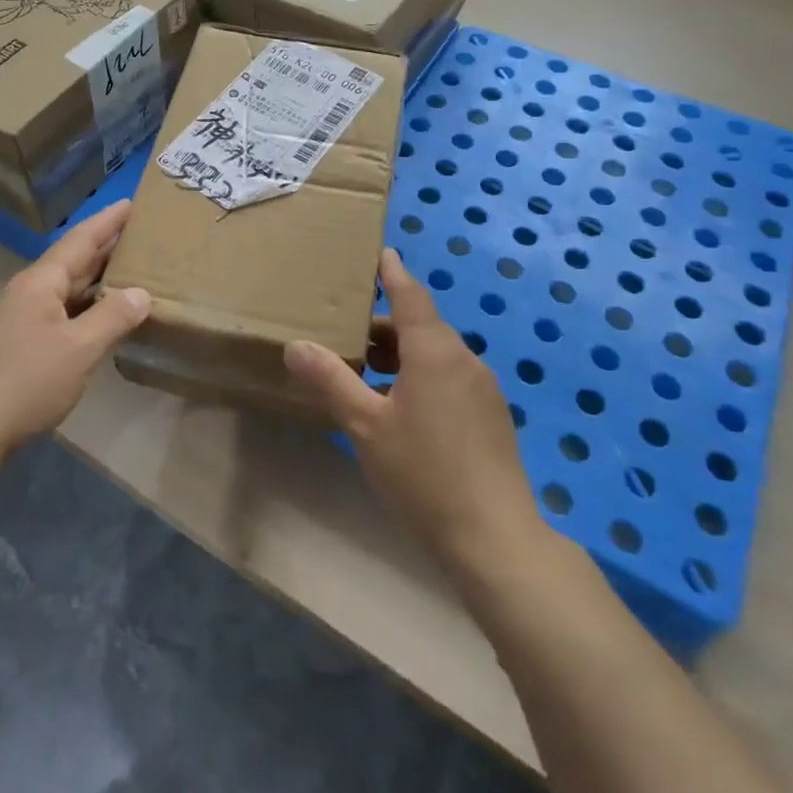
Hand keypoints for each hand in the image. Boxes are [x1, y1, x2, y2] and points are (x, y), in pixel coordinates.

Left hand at [0, 201, 150, 474]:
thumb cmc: (24, 382)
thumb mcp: (79, 349)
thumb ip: (112, 317)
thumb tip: (142, 293)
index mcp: (41, 283)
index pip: (81, 240)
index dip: (108, 222)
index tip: (132, 203)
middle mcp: (28, 293)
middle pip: (73, 261)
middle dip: (106, 247)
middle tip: (141, 234)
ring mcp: (18, 319)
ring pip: (65, 289)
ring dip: (96, 279)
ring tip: (130, 270)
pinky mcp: (15, 346)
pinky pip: (59, 312)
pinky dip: (84, 307)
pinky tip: (100, 317)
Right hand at [285, 249, 540, 577]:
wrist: (496, 540)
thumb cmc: (424, 474)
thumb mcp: (366, 426)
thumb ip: (331, 381)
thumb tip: (296, 345)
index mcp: (434, 351)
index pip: (409, 295)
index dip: (392, 273)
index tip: (380, 252)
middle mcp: (463, 359)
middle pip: (420, 326)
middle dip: (383, 325)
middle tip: (345, 331)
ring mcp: (482, 389)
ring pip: (434, 355)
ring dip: (400, 355)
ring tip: (363, 373)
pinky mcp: (490, 417)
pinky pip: (449, 378)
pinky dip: (419, 376)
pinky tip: (398, 409)